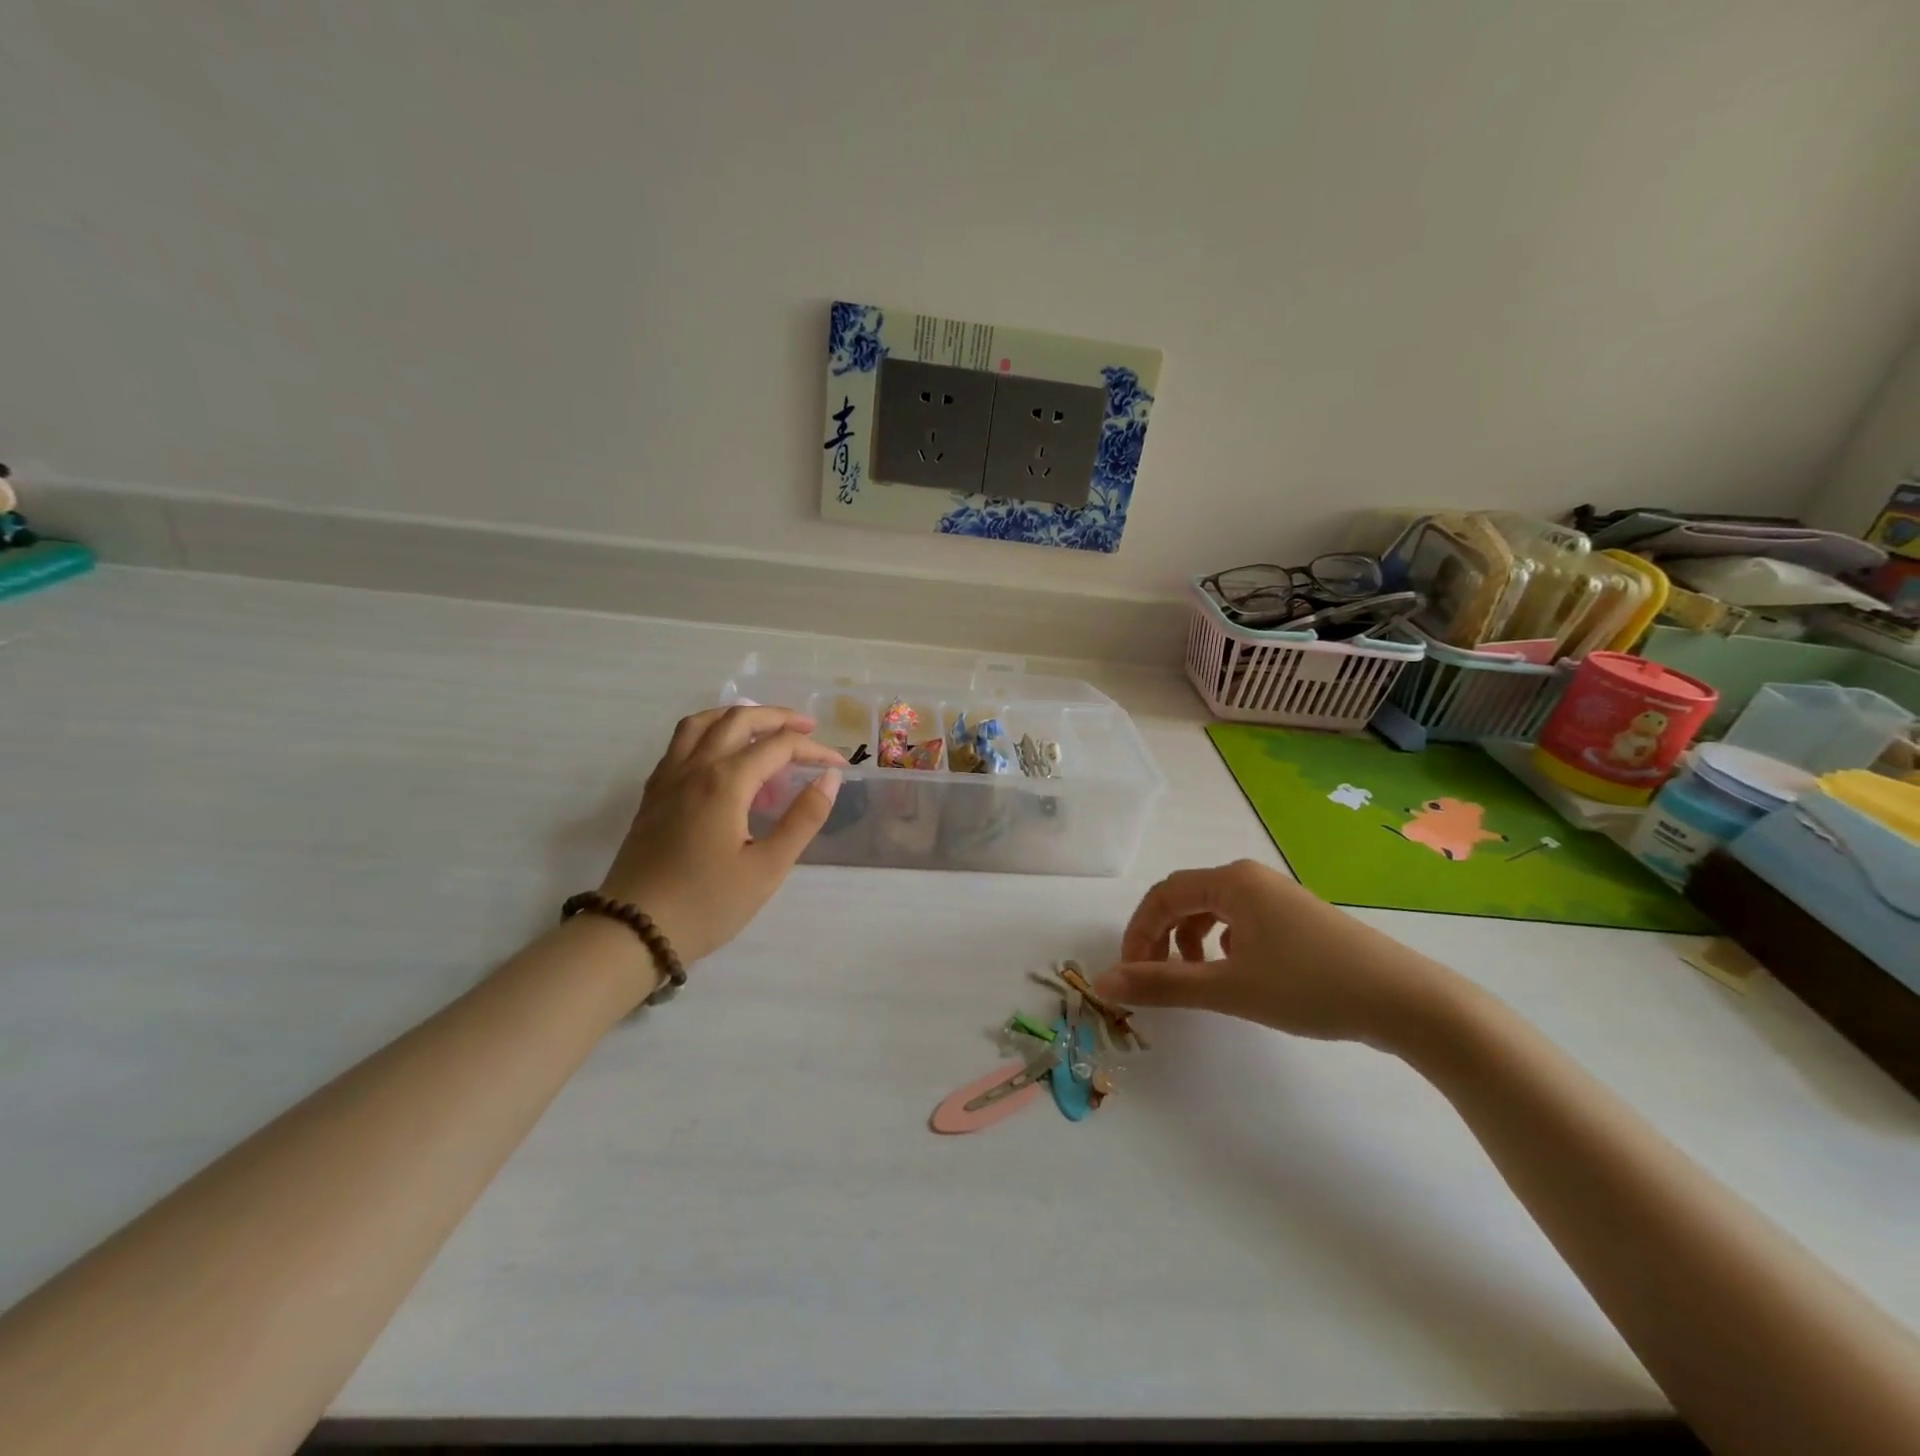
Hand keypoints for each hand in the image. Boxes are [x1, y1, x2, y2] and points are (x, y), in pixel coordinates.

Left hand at [598, 705, 844, 964]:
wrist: (633, 931)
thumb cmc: (707, 904)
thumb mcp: (767, 868)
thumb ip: (803, 818)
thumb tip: (830, 778)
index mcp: (725, 782)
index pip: (778, 747)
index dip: (813, 749)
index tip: (838, 764)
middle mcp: (695, 768)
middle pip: (738, 720)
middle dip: (777, 717)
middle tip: (807, 727)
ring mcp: (668, 778)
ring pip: (702, 723)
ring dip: (737, 715)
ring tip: (762, 726)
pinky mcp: (653, 794)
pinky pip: (680, 743)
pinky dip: (708, 732)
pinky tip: (721, 754)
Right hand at [1095, 860, 1452, 1045]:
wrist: (1406, 1001)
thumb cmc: (1310, 987)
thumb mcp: (1228, 989)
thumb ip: (1162, 984)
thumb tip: (1102, 983)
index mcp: (1231, 881)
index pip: (1162, 895)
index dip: (1137, 933)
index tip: (1129, 974)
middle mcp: (1250, 878)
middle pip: (1185, 898)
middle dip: (1160, 936)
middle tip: (1152, 977)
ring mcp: (1277, 897)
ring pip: (1213, 910)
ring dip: (1189, 940)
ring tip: (1193, 977)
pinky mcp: (1297, 919)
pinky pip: (1241, 920)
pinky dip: (1221, 943)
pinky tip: (1235, 970)